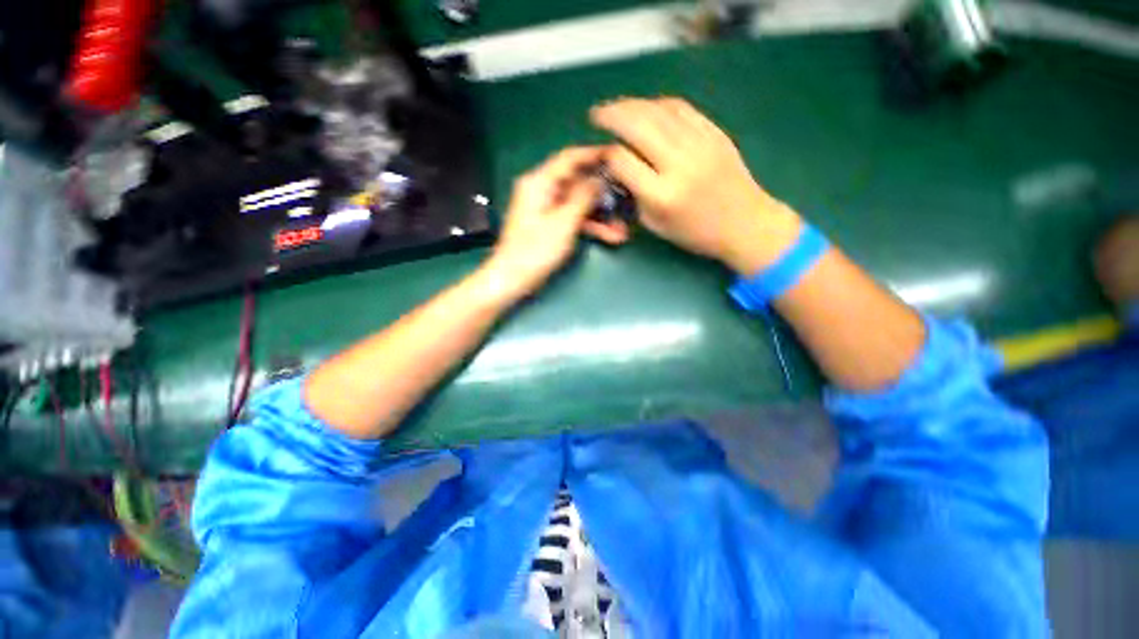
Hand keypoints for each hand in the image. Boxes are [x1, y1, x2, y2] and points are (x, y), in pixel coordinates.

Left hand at [484, 146, 629, 298]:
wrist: (513, 278)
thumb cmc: (535, 250)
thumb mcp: (563, 222)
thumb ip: (583, 198)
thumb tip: (599, 179)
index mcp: (539, 182)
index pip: (570, 158)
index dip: (595, 155)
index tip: (618, 155)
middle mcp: (543, 191)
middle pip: (578, 184)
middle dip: (603, 195)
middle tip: (627, 197)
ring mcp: (547, 209)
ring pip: (579, 204)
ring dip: (601, 216)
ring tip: (623, 228)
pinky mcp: (550, 225)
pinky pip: (574, 218)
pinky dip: (590, 226)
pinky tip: (611, 236)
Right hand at [591, 97, 801, 275]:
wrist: (745, 223)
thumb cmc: (695, 232)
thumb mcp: (656, 225)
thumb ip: (635, 196)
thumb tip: (620, 170)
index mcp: (661, 195)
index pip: (623, 161)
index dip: (607, 155)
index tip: (603, 155)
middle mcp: (679, 164)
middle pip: (638, 126)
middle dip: (612, 115)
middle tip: (597, 114)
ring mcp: (699, 144)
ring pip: (658, 111)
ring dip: (632, 104)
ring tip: (617, 107)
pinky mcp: (714, 133)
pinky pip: (681, 108)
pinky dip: (659, 104)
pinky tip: (648, 107)